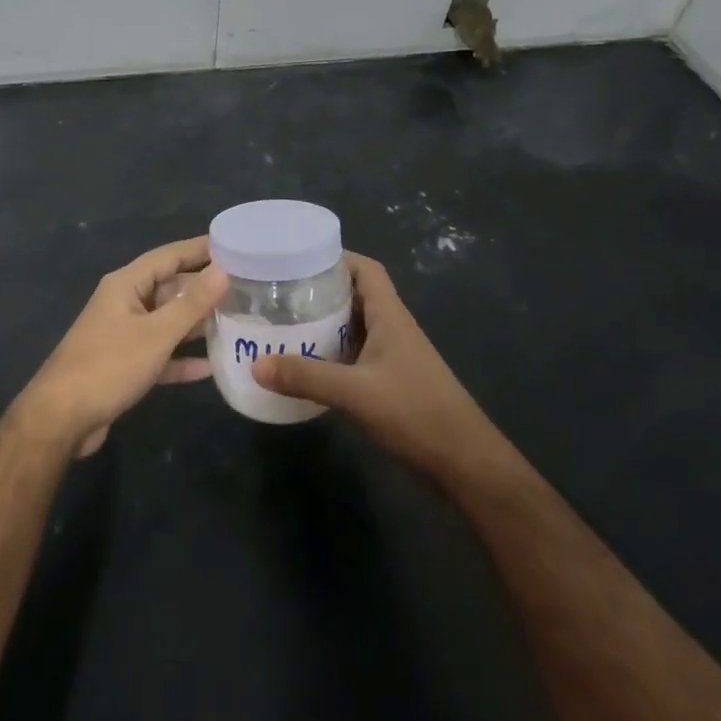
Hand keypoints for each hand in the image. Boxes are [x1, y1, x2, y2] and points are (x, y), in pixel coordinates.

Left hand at [17, 237, 228, 456]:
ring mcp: (124, 335)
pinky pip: (161, 354)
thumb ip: (192, 303)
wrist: (61, 419)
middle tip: (245, 288)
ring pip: (167, 322)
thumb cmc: (109, 366)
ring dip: (197, 324)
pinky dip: (182, 359)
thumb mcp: (156, 334)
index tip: (233, 244)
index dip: (199, 249)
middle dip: (204, 288)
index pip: (168, 256)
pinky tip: (211, 367)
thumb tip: (223, 270)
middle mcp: (124, 303)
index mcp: (126, 285)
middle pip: (170, 288)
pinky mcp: (125, 366)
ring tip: (237, 322)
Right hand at [253, 252, 502, 478]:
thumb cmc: (416, 413)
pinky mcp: (391, 382)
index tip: (299, 260)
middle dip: (321, 291)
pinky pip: (355, 354)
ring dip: (325, 323)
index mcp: (390, 316)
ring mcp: (394, 356)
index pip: (366, 270)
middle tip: (280, 293)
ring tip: (285, 323)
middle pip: (356, 295)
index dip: (337, 258)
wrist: (464, 461)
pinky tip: (307, 365)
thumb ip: (306, 377)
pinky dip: (332, 353)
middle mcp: (392, 328)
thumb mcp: (355, 393)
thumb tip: (255, 365)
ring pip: (355, 326)